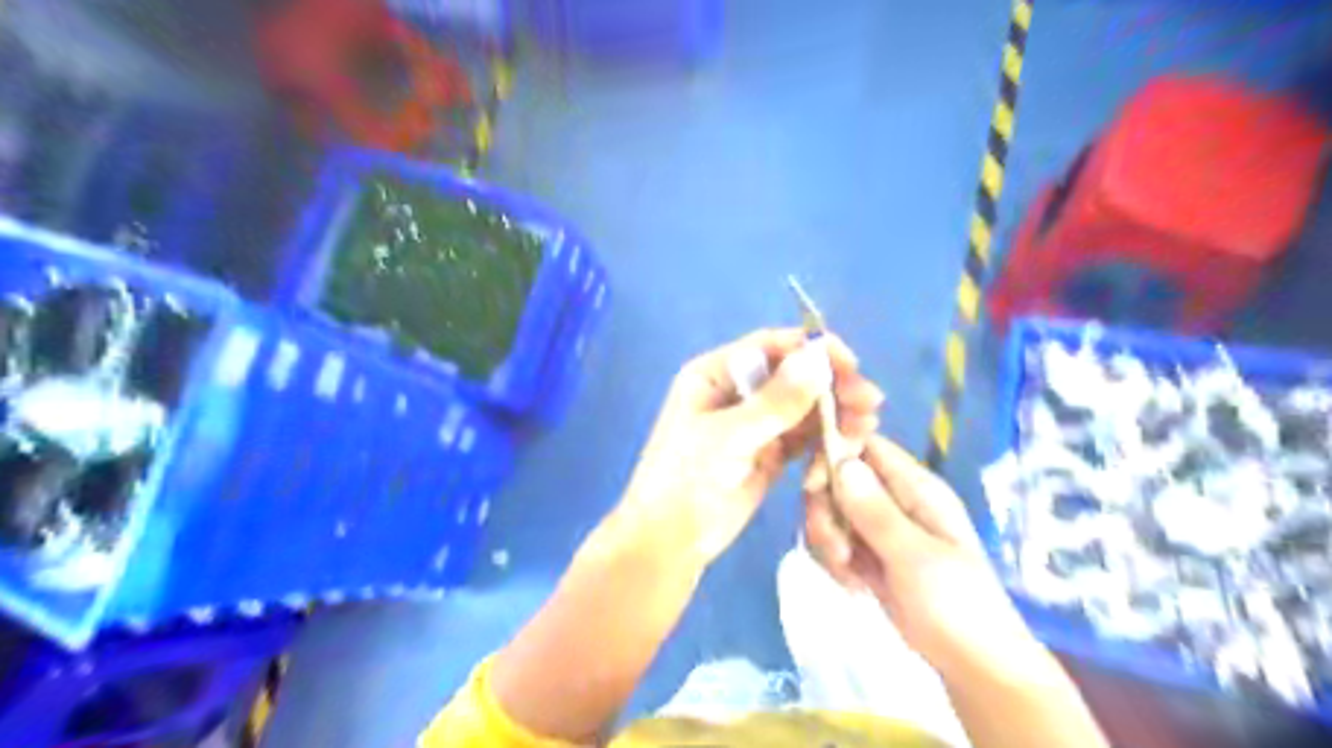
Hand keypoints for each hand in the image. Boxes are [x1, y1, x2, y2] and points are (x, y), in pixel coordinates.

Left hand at [613, 328, 882, 566]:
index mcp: (715, 375)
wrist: (669, 542)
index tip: (851, 363)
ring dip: (835, 413)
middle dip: (832, 385)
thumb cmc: (684, 479)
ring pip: (803, 408)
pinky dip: (825, 440)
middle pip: (793, 376)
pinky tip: (848, 446)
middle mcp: (737, 393)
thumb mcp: (728, 437)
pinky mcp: (769, 454)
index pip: (770, 348)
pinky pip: (803, 438)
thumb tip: (817, 357)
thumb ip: (775, 401)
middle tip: (869, 402)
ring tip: (866, 427)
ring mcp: (755, 425)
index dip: (811, 350)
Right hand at [800, 435, 1050, 679]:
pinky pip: (835, 541)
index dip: (835, 456)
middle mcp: (895, 499)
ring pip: (832, 512)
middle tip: (837, 549)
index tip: (815, 487)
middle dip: (826, 512)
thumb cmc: (957, 605)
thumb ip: (875, 511)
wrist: (974, 666)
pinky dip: (835, 562)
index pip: (865, 446)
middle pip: (838, 479)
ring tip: (849, 576)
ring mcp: (880, 528)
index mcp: (915, 487)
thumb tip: (841, 461)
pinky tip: (854, 587)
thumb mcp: (915, 558)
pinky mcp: (869, 555)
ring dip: (828, 542)